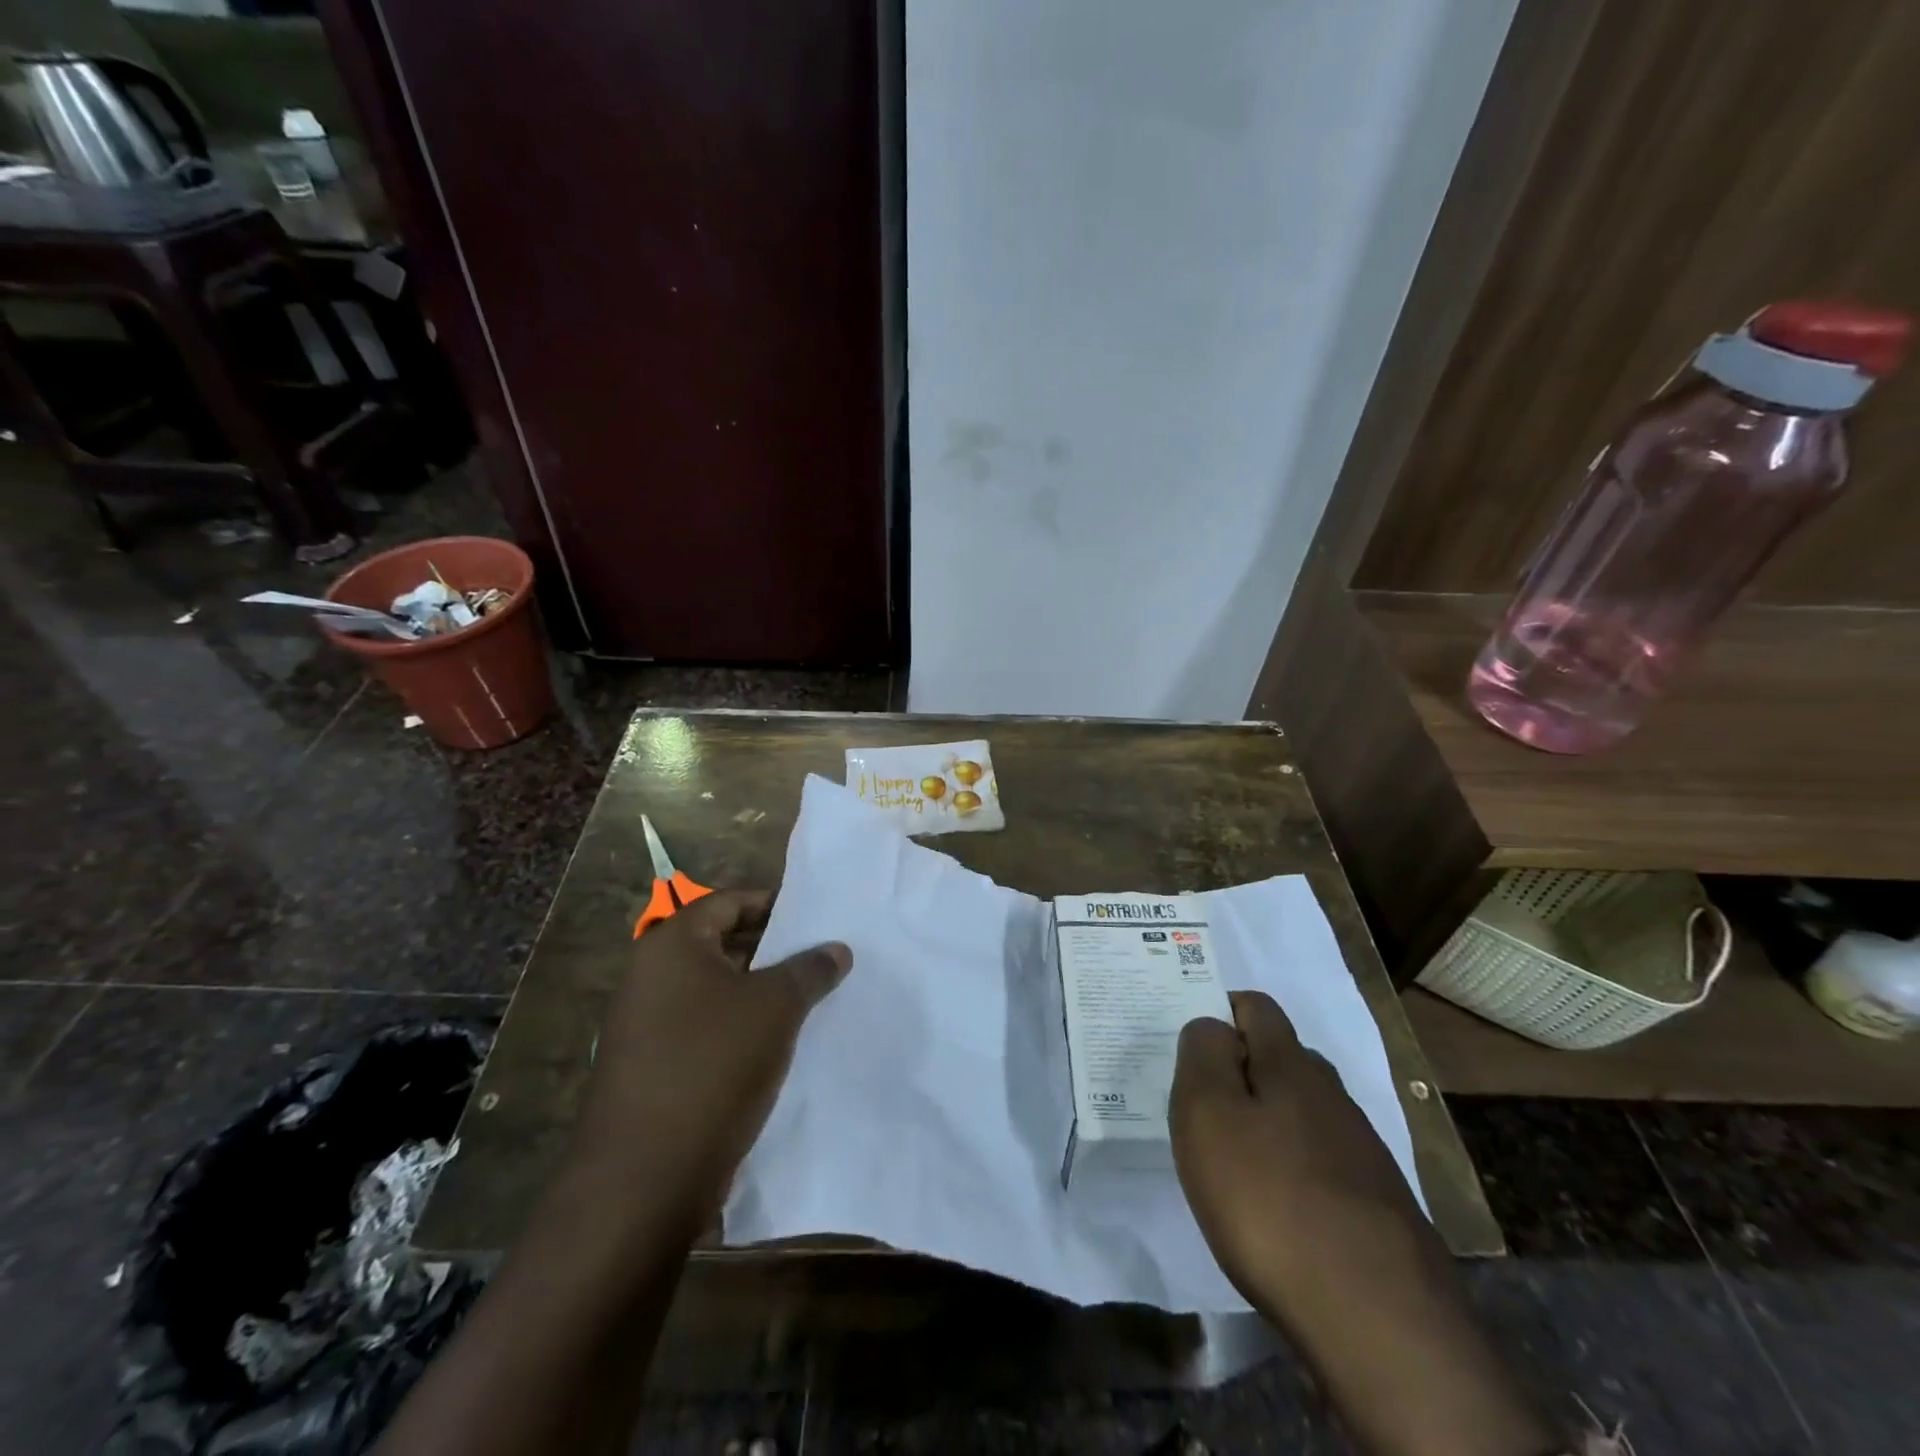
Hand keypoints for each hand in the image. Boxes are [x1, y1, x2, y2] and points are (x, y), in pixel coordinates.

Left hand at [569, 889, 850, 1237]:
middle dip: (771, 950)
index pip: (728, 902)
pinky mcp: (650, 1069)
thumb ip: (810, 969)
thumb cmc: (713, 1065)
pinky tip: (776, 1045)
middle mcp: (649, 977)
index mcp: (671, 945)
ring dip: (758, 992)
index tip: (814, 918)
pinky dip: (738, 1028)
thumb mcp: (777, 1007)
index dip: (773, 904)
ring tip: (808, 1000)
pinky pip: (703, 1029)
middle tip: (818, 958)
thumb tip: (837, 949)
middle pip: (720, 944)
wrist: (644, 1179)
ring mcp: (644, 1026)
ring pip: (714, 991)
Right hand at [1170, 990, 1429, 1321]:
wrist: (1379, 1320)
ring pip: (1303, 1110)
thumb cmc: (1270, 1199)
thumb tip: (1212, 1025)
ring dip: (1268, 1121)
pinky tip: (1278, 1207)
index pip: (1256, 1006)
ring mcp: (1362, 1149)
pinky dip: (1293, 1167)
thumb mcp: (1208, 1113)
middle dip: (1242, 1068)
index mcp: (1290, 1063)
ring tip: (1234, 1160)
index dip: (1220, 1010)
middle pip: (1281, 1057)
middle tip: (1202, 1105)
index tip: (1191, 1046)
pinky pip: (1322, 1160)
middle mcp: (1332, 1094)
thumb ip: (1203, 1054)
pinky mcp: (1378, 1203)